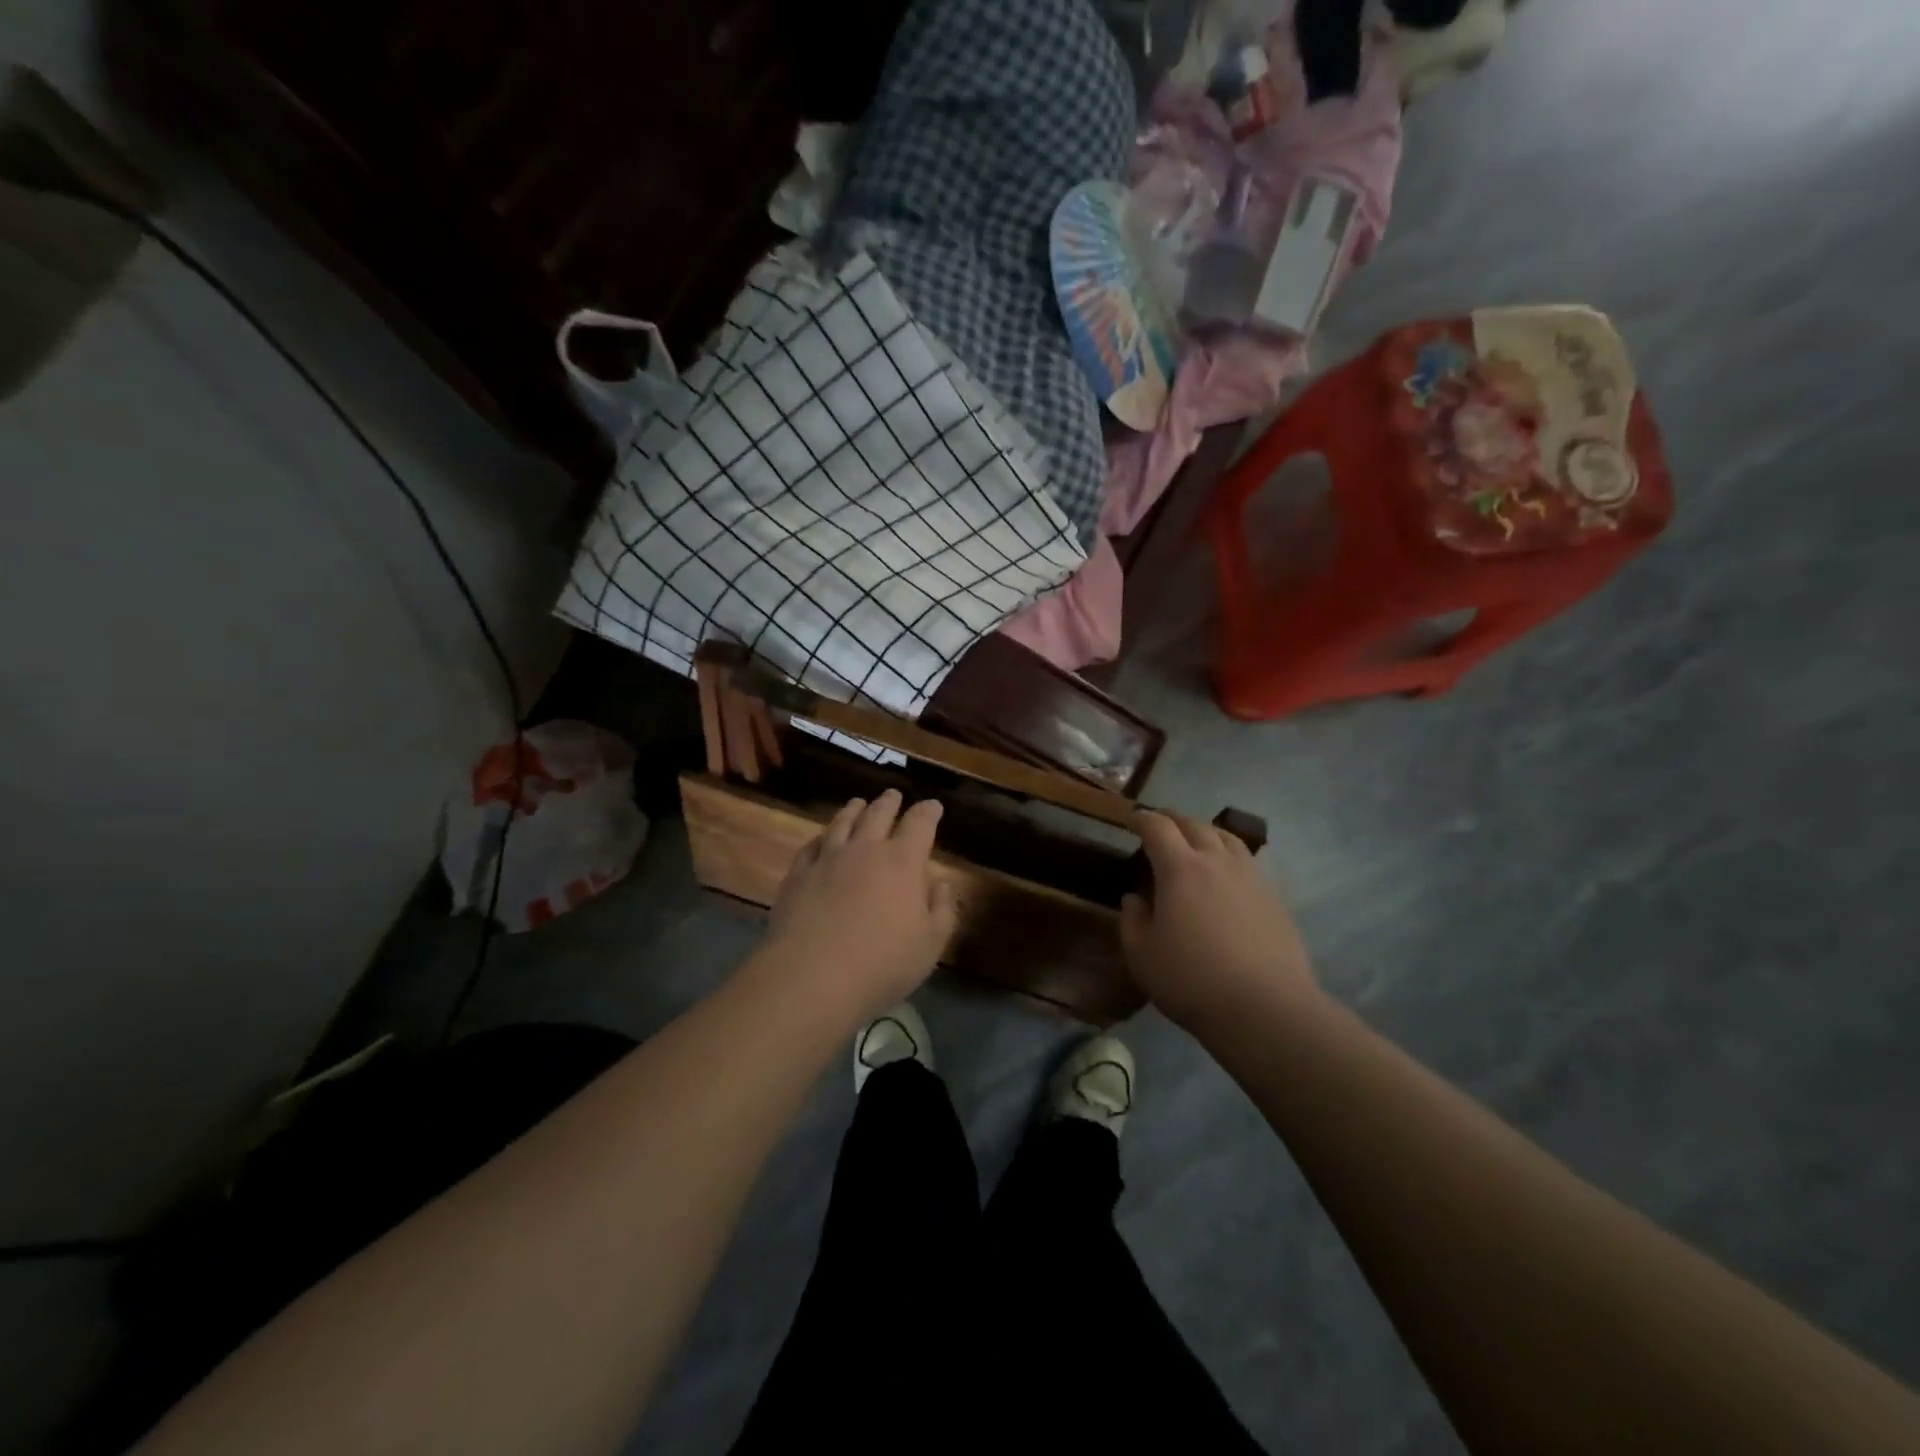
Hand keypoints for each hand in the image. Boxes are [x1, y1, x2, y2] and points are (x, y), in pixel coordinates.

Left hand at [766, 790, 956, 1021]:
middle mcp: (865, 849)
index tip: (933, 806)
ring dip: (854, 809)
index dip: (929, 811)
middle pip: (879, 814)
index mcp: (903, 861)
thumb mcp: (930, 944)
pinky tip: (822, 838)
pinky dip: (822, 836)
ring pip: (843, 822)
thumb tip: (941, 884)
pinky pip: (812, 845)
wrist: (812, 977)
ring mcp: (828, 858)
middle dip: (889, 802)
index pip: (920, 823)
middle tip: (894, 796)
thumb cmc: (882, 964)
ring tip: (858, 803)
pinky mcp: (798, 874)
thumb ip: (942, 910)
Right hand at [1120, 811, 1319, 1030]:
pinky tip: (1227, 874)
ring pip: (1227, 838)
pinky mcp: (1275, 899)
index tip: (1131, 819)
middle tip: (1159, 823)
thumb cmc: (1192, 981)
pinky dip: (1230, 856)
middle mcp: (1217, 862)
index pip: (1158, 828)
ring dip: (1206, 831)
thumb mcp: (1142, 956)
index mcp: (1180, 869)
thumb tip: (1134, 899)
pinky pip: (1248, 863)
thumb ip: (1132, 921)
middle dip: (1172, 819)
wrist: (1266, 1009)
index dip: (1142, 819)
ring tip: (1196, 839)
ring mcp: (1251, 878)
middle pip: (1194, 825)